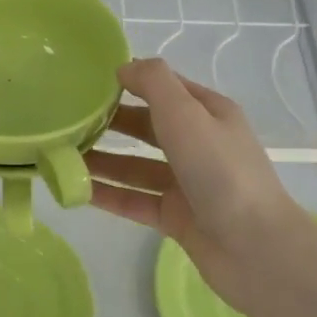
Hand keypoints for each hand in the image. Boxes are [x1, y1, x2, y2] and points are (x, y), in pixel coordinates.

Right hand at [86, 58, 302, 300]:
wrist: (255, 249)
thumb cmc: (221, 171)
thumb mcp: (187, 114)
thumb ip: (154, 83)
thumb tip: (123, 67)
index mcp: (209, 114)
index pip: (165, 89)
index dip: (130, 82)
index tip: (88, 82)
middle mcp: (199, 146)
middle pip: (147, 128)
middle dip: (110, 123)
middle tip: (66, 121)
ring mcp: (187, 184)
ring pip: (136, 167)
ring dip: (102, 160)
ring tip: (61, 156)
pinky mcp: (176, 218)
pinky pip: (134, 200)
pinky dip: (107, 194)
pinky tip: (75, 190)